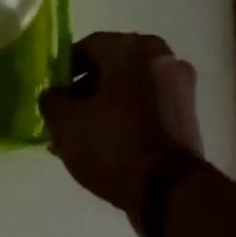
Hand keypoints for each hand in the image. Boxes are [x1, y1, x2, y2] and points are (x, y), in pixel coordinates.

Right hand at [38, 32, 206, 227]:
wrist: (167, 189)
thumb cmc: (112, 144)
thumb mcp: (64, 122)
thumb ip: (52, 99)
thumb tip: (55, 95)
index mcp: (134, 48)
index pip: (88, 47)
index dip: (63, 69)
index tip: (49, 93)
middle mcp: (163, 59)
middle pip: (110, 69)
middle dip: (83, 91)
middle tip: (61, 117)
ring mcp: (180, 88)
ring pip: (127, 91)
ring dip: (102, 107)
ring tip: (78, 137)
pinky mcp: (186, 116)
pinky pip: (145, 109)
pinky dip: (124, 119)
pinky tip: (103, 145)